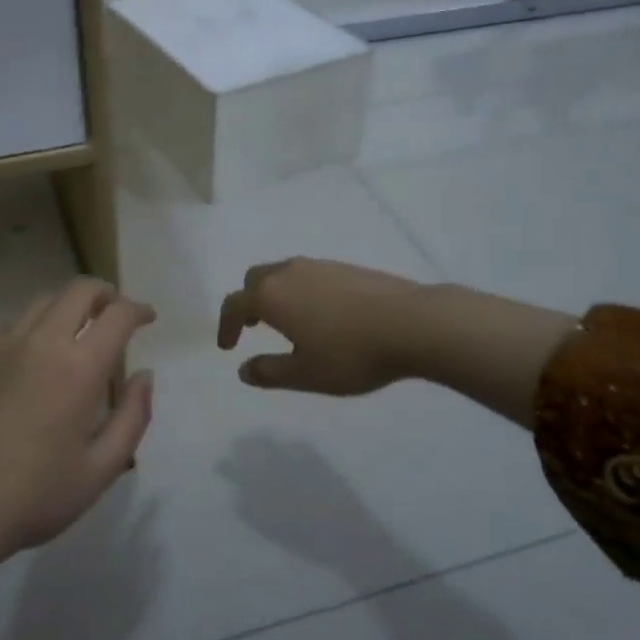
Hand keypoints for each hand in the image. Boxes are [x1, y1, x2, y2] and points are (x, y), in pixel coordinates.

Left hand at [0, 277, 155, 560]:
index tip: (147, 317)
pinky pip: (10, 326)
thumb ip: (133, 416)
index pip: (117, 315)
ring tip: (74, 334)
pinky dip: (32, 329)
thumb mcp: (102, 468)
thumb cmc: (37, 494)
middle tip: (113, 314)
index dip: (138, 309)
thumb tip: (143, 376)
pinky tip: (31, 359)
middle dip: (104, 294)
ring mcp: (1, 345)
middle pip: (79, 290)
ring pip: (42, 302)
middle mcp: (41, 342)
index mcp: (79, 367)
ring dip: (67, 308)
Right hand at [217, 258, 426, 394]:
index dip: (226, 326)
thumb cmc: (351, 353)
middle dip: (248, 302)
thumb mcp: (305, 374)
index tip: (228, 347)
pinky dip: (300, 291)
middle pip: (255, 279)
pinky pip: (308, 275)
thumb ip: (269, 372)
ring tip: (288, 323)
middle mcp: (289, 272)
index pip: (234, 304)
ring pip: (283, 273)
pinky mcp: (346, 267)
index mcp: (271, 296)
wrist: (413, 323)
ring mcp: (320, 265)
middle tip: (255, 328)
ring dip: (275, 295)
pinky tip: (322, 316)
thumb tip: (244, 369)